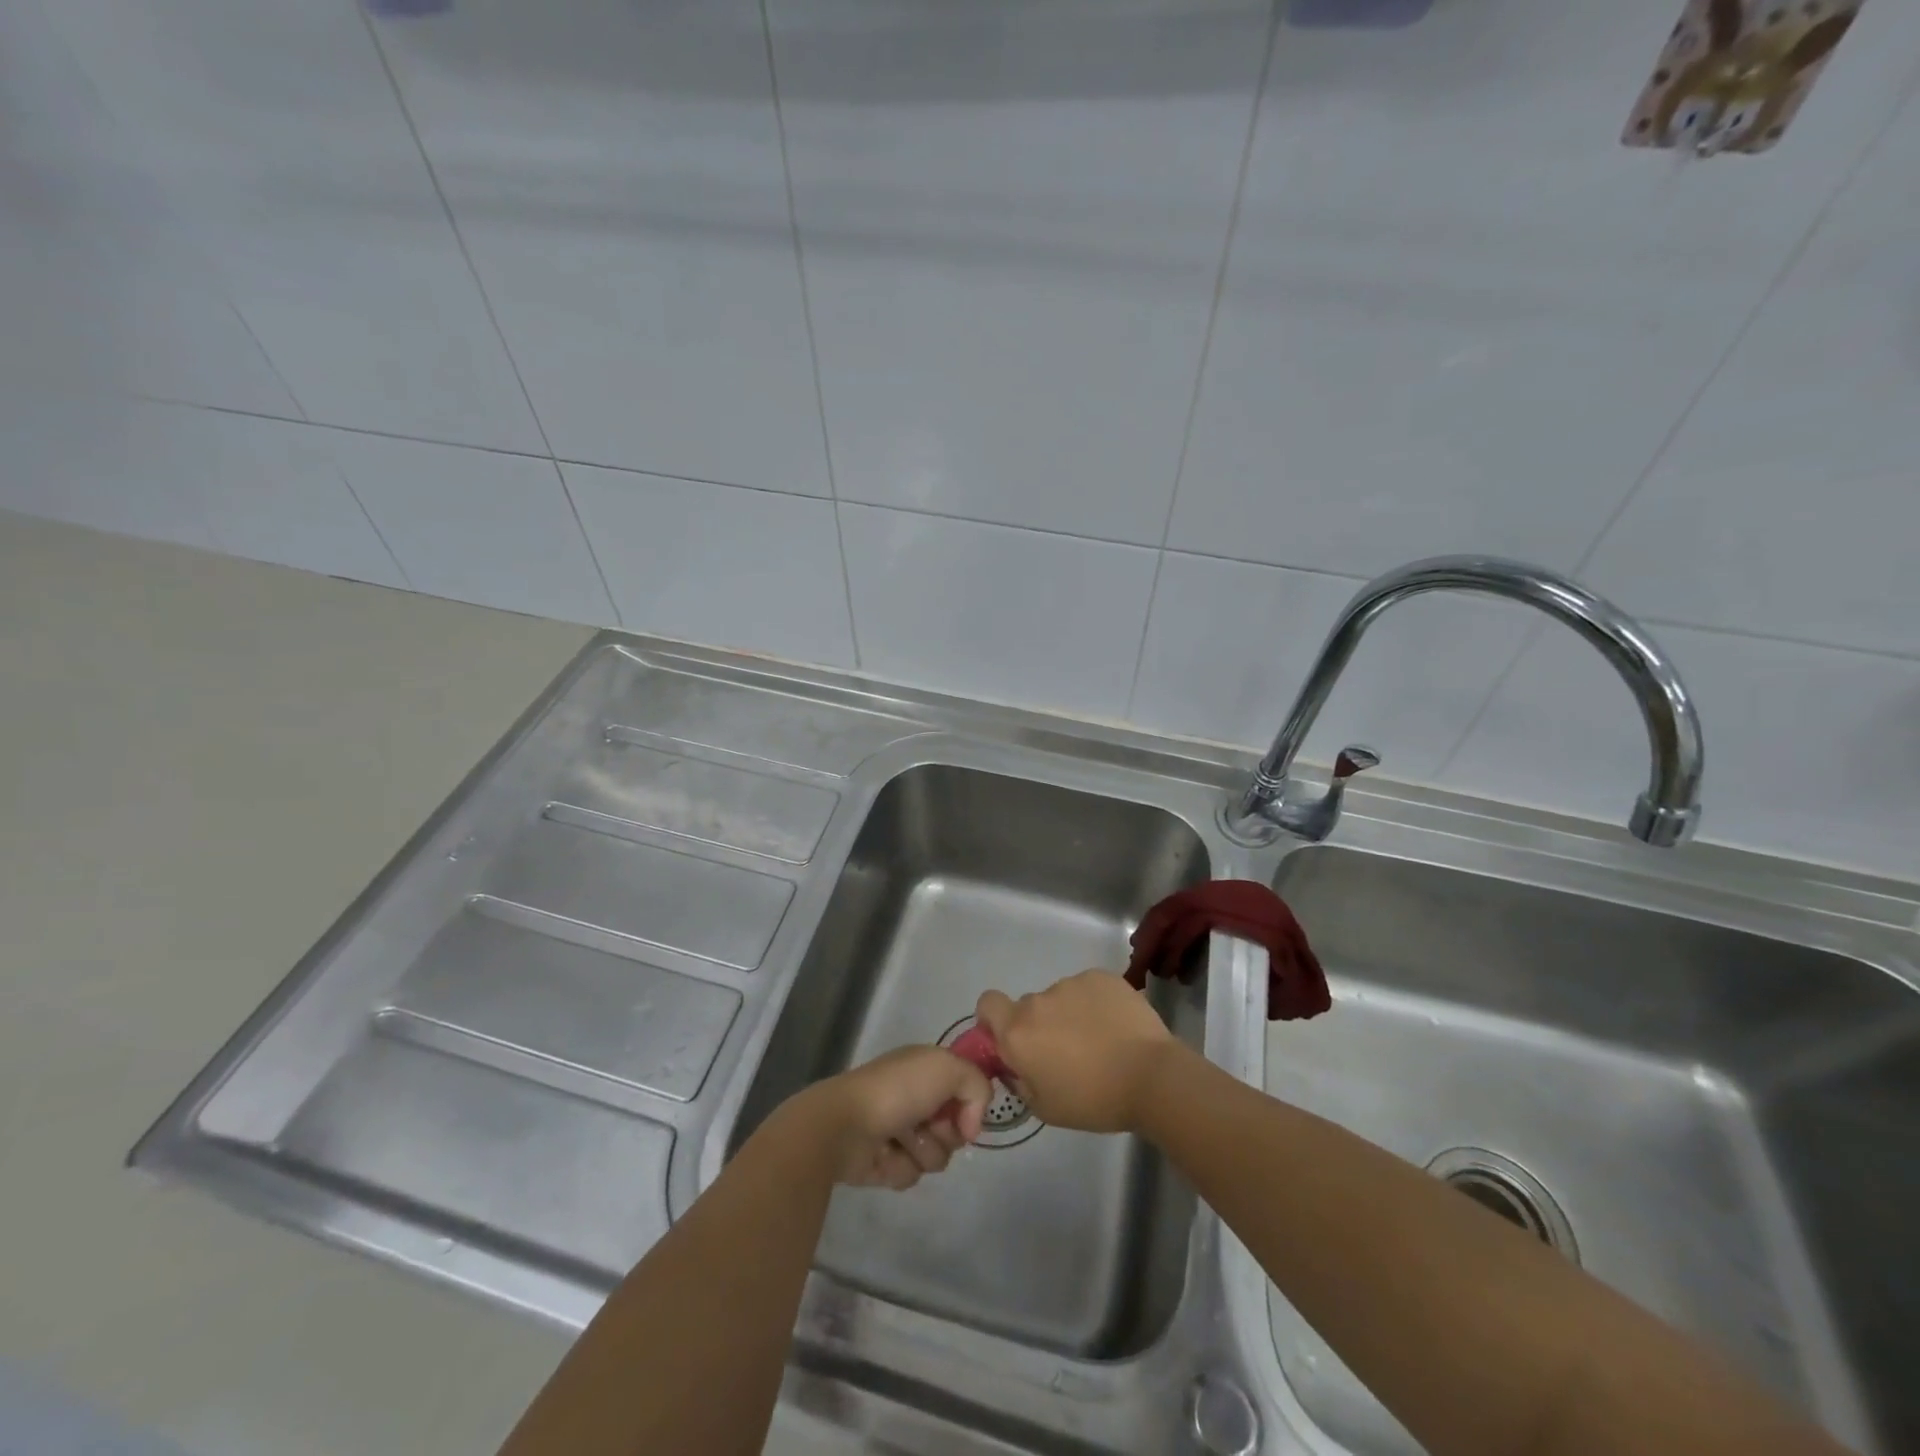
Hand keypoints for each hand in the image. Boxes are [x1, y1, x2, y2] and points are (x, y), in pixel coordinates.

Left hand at [792, 1046, 991, 1189]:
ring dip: (923, 1152)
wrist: (844, 1125)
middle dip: (947, 1133)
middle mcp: (914, 1097)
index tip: (965, 1115)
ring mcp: (898, 1130)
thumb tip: (972, 1126)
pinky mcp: (883, 1162)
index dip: (970, 1105)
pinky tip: (885, 1156)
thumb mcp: (948, 1069)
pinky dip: (901, 1168)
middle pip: (955, 1128)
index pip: (965, 1090)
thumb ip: (978, 1087)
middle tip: (928, 1126)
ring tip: (901, 1141)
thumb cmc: (897, 1090)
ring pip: (936, 1155)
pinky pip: (911, 1175)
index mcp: (926, 1069)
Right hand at [975, 970, 1177, 1133]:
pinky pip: (1087, 989)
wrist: (1151, 1077)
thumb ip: (1019, 1081)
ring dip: (1070, 1015)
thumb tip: (1015, 1065)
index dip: (995, 1019)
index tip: (1013, 1039)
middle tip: (1067, 1053)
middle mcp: (1037, 1001)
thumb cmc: (1094, 1100)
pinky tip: (1115, 1026)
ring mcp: (1070, 984)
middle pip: (1028, 1007)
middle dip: (1040, 1026)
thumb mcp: (1045, 1108)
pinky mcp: (1100, 976)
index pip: (987, 1004)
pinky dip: (1095, 1004)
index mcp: (1018, 1032)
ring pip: (1060, 998)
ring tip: (1099, 1041)